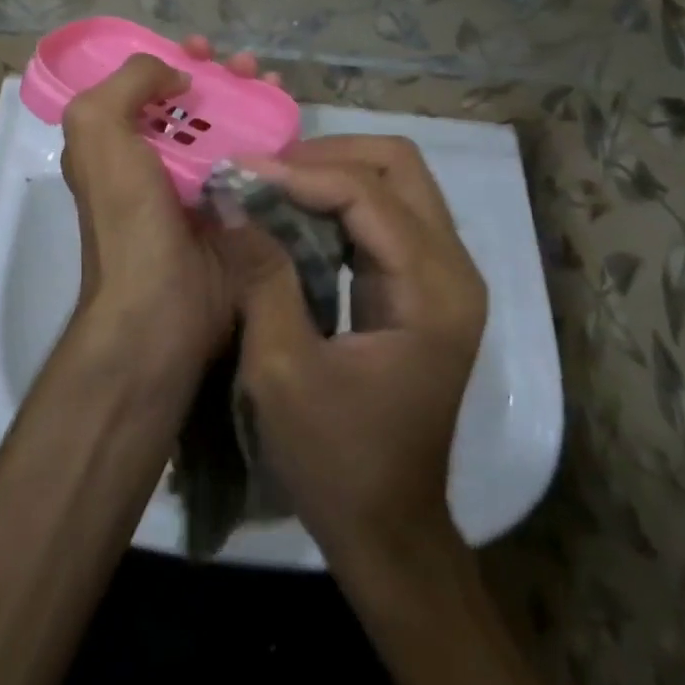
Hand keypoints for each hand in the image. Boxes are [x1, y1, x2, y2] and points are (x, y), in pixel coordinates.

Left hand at [58, 39, 274, 377]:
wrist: (162, 307)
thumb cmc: (127, 215)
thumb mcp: (98, 130)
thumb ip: (127, 82)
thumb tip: (175, 74)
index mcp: (116, 142)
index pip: (143, 86)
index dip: (170, 59)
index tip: (200, 48)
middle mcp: (155, 160)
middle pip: (191, 103)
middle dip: (218, 74)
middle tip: (245, 63)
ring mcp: (198, 185)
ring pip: (228, 125)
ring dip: (250, 96)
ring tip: (271, 79)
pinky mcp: (237, 209)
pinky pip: (257, 160)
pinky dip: (274, 135)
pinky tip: (290, 118)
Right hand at [215, 135, 487, 567]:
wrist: (388, 529)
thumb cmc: (336, 460)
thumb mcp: (282, 369)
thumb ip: (262, 275)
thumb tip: (231, 198)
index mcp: (433, 292)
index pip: (368, 194)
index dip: (301, 173)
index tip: (240, 171)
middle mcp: (453, 270)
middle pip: (399, 164)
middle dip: (327, 155)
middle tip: (265, 171)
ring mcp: (444, 274)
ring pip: (394, 180)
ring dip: (332, 171)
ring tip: (272, 184)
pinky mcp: (424, 283)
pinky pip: (386, 211)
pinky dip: (338, 198)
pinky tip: (294, 212)